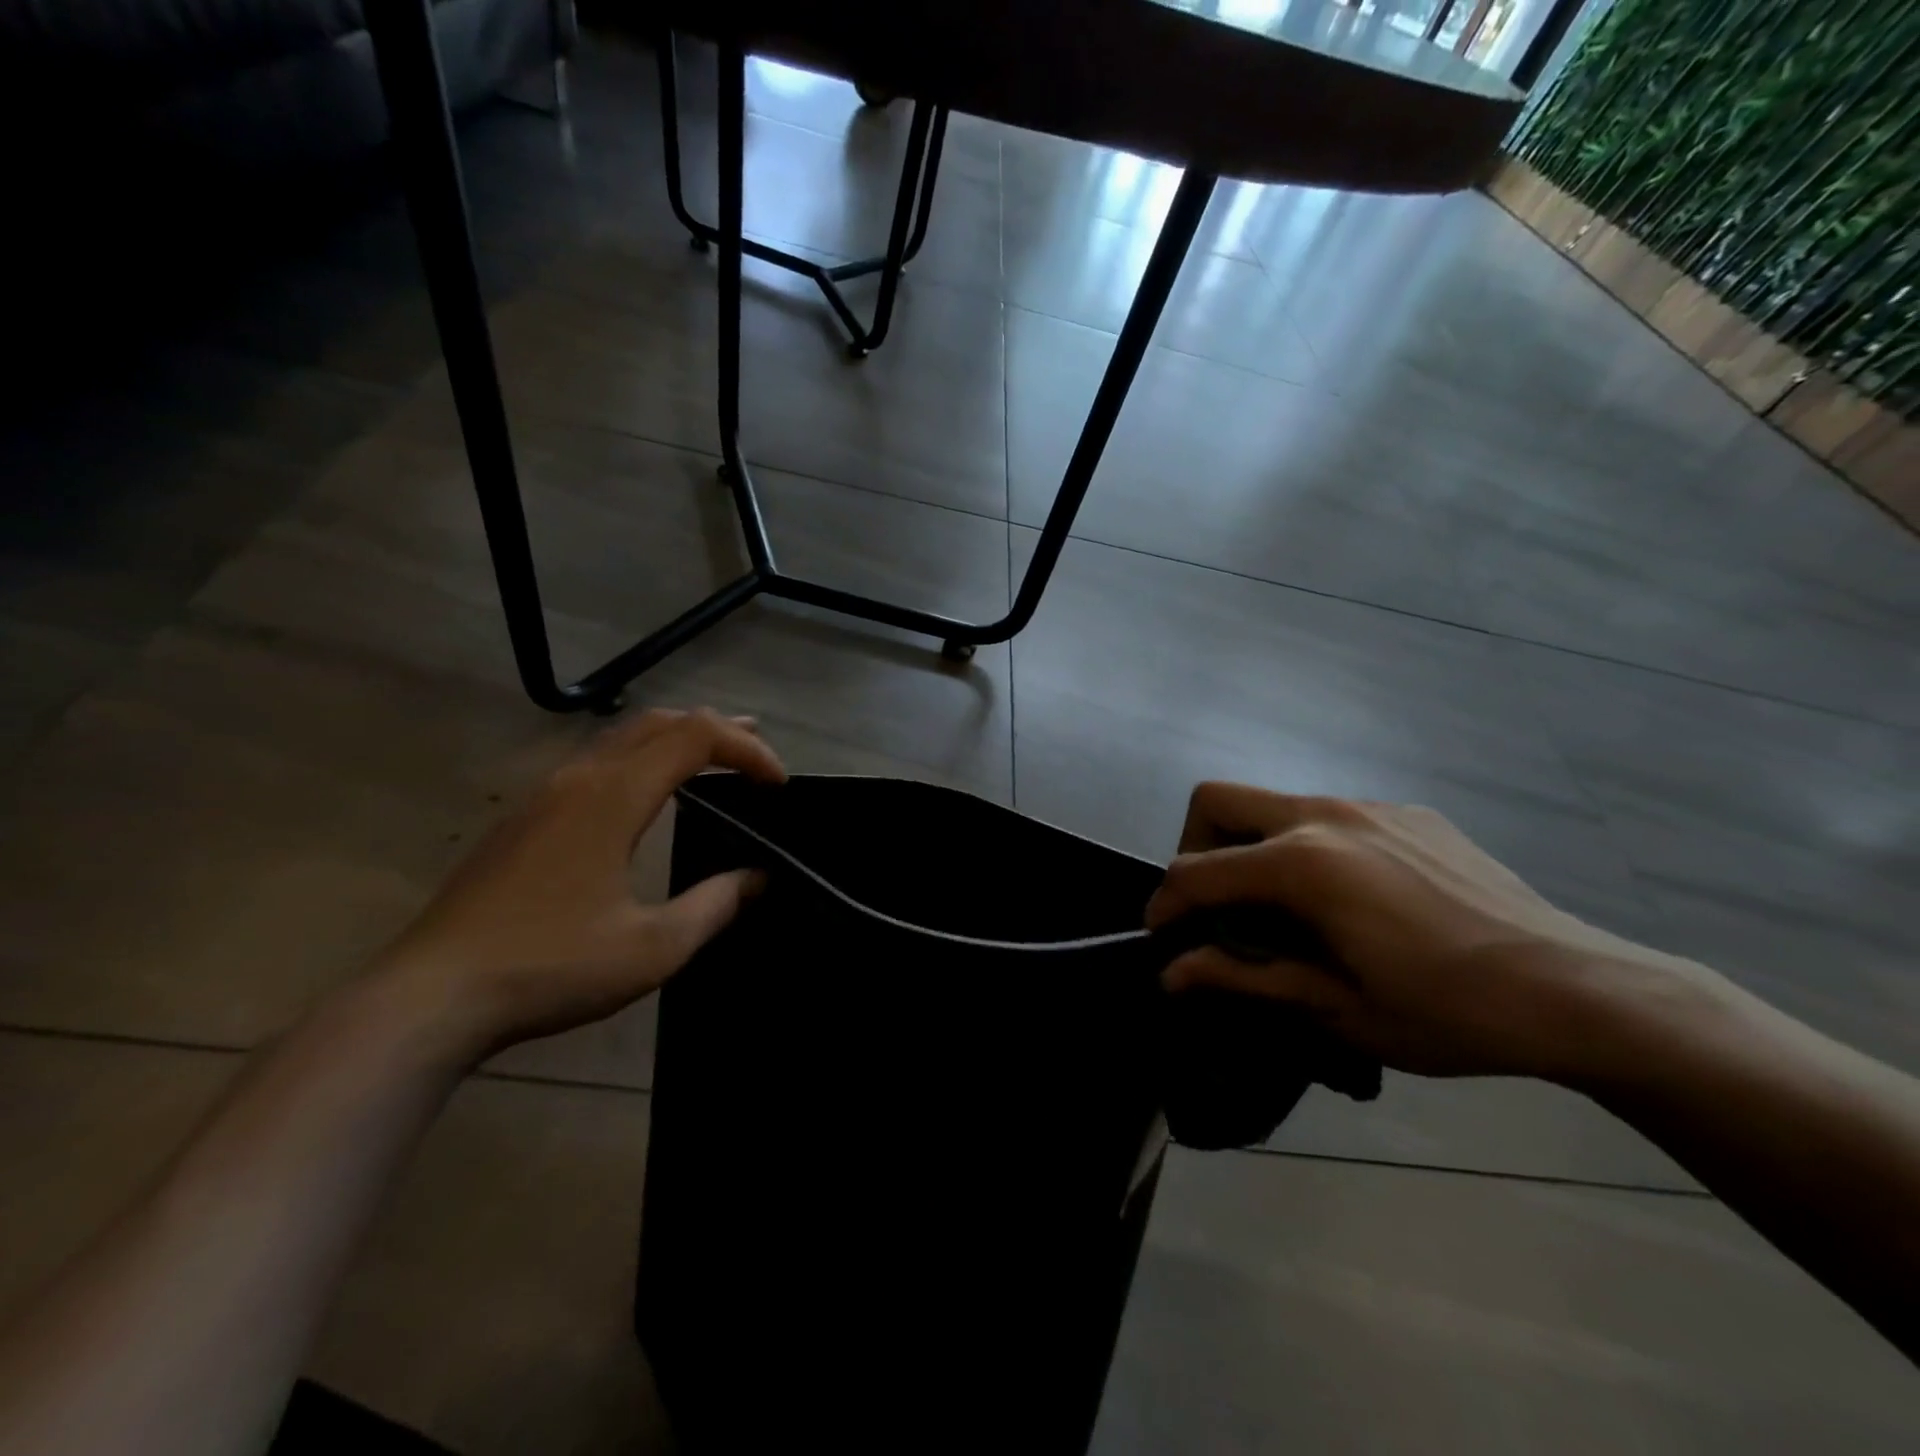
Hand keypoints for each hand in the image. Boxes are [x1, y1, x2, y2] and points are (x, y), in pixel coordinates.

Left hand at [373, 708, 786, 1058]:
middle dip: (718, 730)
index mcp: (614, 795)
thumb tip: (757, 879)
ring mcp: (543, 794)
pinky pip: (596, 761)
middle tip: (758, 755)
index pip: (696, 737)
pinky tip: (646, 795)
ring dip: (676, 739)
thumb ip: (714, 905)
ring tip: (714, 761)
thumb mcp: (653, 947)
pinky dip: (641, 758)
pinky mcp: (522, 818)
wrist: (428, 998)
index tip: (779, 784)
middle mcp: (579, 778)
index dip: (747, 749)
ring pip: (622, 737)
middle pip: (659, 722)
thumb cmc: (549, 967)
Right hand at [1144, 782, 1684, 1080]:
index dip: (1166, 905)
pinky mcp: (1407, 813)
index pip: (1197, 871)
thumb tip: (1170, 973)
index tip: (1163, 939)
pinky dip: (1309, 848)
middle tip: (1216, 904)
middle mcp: (1324, 817)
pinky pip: (1330, 817)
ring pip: (1273, 805)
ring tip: (1285, 909)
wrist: (1582, 991)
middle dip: (1194, 848)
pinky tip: (1354, 899)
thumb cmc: (1448, 1013)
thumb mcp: (1335, 1009)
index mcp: (1301, 865)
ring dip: (1253, 847)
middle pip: (1216, 801)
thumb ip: (1242, 978)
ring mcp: (1369, 807)